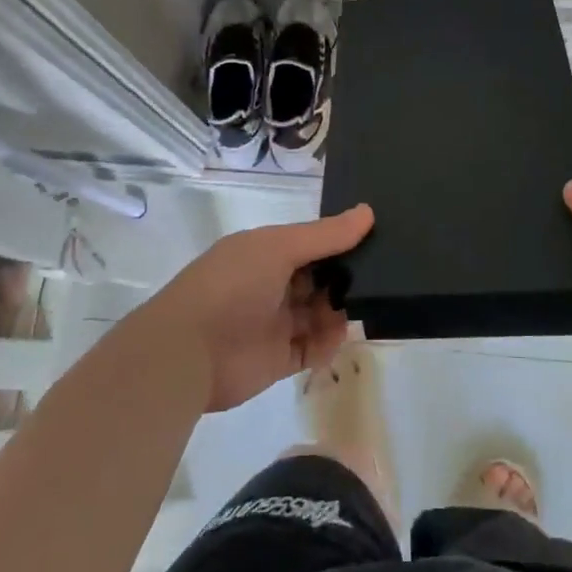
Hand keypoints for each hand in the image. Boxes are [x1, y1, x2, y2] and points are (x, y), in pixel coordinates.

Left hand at [143, 204, 373, 412]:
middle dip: (345, 276)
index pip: (310, 243)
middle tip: (382, 274)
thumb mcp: (279, 248)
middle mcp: (270, 285)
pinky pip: (313, 347)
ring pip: (318, 313)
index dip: (339, 241)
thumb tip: (368, 212)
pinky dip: (328, 342)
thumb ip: (325, 235)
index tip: (376, 237)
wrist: (188, 352)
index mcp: (264, 252)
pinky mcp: (278, 359)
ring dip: (339, 309)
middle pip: (317, 278)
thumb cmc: (232, 286)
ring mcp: (273, 323)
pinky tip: (340, 334)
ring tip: (366, 305)